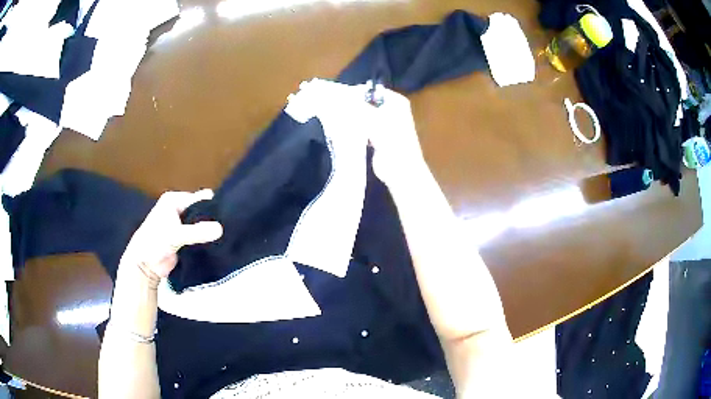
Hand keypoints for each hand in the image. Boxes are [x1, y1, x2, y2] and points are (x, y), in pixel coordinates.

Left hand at [119, 190, 222, 287]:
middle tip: (228, 230)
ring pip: (201, 225)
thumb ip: (197, 232)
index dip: (212, 207)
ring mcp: (181, 225)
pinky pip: (199, 237)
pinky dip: (206, 241)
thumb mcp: (175, 235)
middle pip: (201, 211)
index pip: (199, 199)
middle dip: (212, 220)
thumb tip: (220, 229)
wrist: (143, 266)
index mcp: (174, 201)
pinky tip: (218, 246)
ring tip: (226, 238)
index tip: (227, 218)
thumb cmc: (154, 243)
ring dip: (209, 232)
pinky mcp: (184, 239)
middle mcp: (178, 209)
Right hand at [285, 79, 426, 185]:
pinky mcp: (375, 137)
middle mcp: (390, 109)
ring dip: (350, 117)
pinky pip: (361, 127)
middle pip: (365, 103)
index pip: (370, 91)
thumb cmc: (392, 141)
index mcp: (395, 101)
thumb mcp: (373, 119)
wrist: (400, 170)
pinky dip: (352, 128)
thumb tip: (338, 96)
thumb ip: (356, 107)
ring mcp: (383, 124)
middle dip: (350, 105)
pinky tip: (339, 129)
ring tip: (332, 117)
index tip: (335, 97)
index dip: (354, 93)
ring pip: (362, 115)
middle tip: (331, 107)